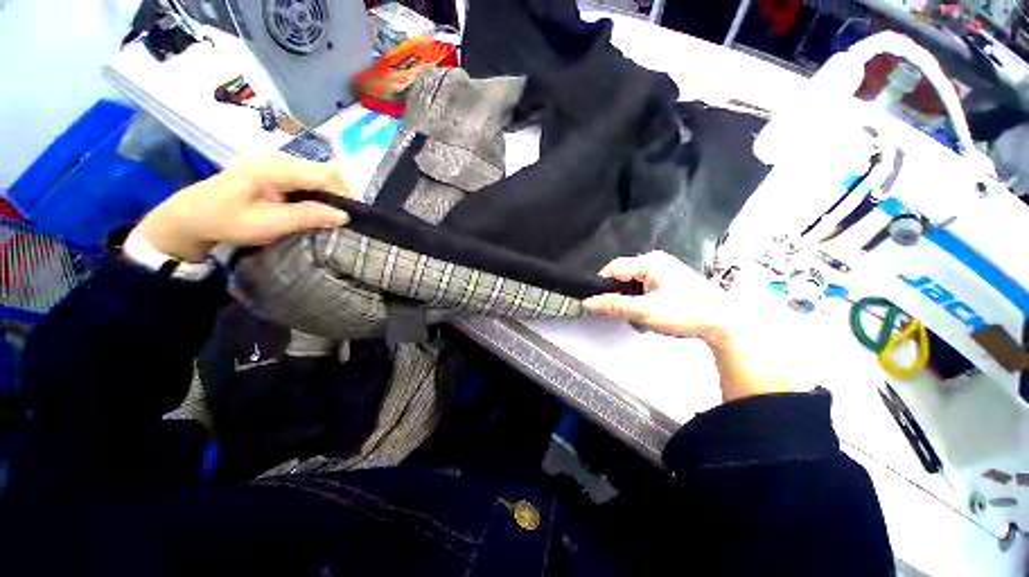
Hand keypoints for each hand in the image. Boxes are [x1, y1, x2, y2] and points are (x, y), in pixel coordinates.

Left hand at [136, 153, 352, 261]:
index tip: (356, 218)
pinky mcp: (278, 171)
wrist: (191, 216)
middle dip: (344, 194)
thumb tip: (344, 216)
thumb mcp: (267, 224)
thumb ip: (306, 217)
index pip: (326, 174)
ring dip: (335, 194)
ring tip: (337, 217)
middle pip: (327, 171)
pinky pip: (311, 178)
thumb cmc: (225, 221)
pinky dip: (323, 193)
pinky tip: (321, 209)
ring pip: (322, 174)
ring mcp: (279, 164)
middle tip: (348, 219)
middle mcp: (280, 159)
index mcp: (275, 168)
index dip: (346, 194)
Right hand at [583, 251, 793, 401]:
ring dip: (630, 301)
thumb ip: (613, 306)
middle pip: (622, 276)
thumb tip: (586, 303)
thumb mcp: (645, 311)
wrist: (724, 323)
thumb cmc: (685, 313)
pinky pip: (643, 288)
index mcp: (649, 262)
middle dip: (619, 296)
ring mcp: (663, 270)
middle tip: (623, 314)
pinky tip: (650, 314)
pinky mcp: (669, 281)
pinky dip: (641, 302)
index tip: (599, 304)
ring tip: (639, 317)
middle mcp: (655, 261)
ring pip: (632, 284)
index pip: (613, 268)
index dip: (602, 285)